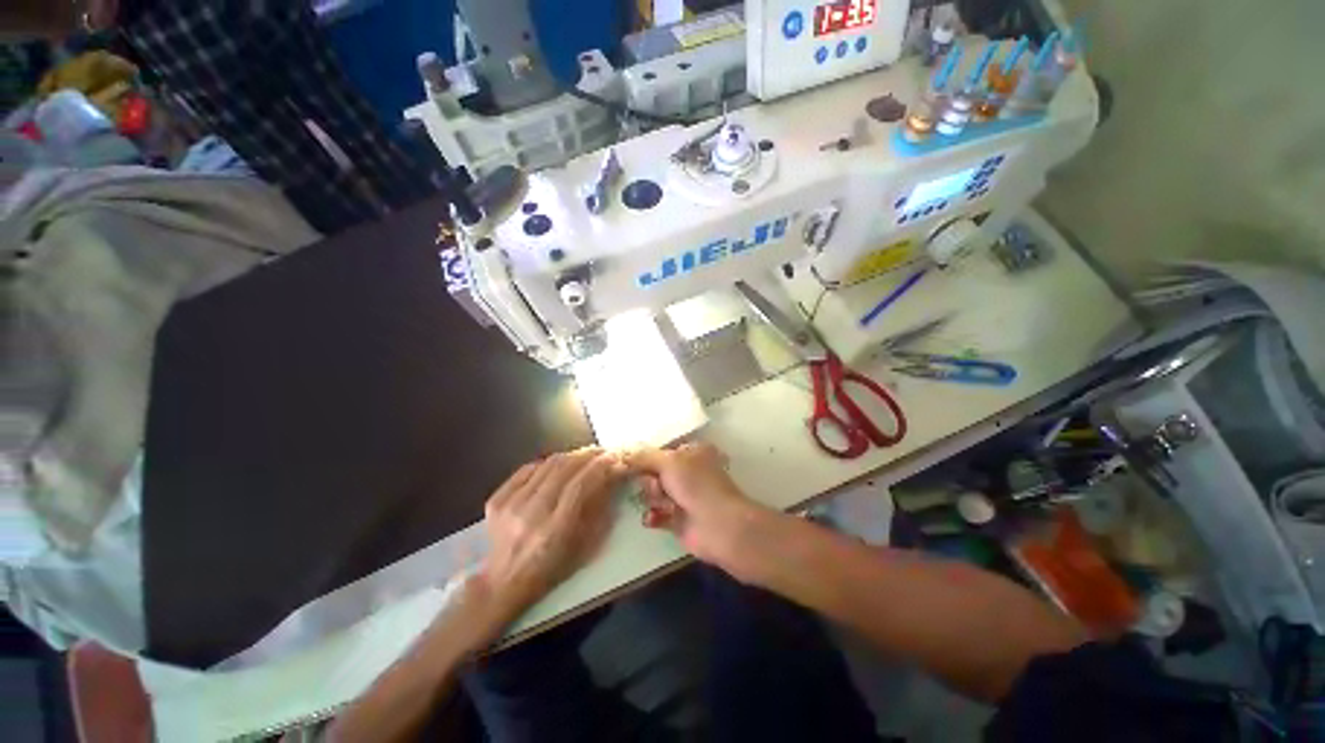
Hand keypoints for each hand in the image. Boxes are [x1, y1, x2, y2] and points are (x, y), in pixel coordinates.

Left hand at [473, 449, 626, 628]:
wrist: (503, 582)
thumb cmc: (552, 568)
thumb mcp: (585, 547)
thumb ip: (600, 509)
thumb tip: (612, 475)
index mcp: (555, 531)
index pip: (580, 485)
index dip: (599, 467)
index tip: (613, 457)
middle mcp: (531, 514)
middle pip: (564, 469)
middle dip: (588, 455)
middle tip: (602, 452)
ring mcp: (510, 505)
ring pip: (547, 465)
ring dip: (571, 456)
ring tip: (585, 456)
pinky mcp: (497, 499)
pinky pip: (528, 469)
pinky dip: (548, 463)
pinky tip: (559, 466)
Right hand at [627, 444, 770, 577]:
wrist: (716, 525)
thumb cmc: (696, 485)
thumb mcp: (669, 461)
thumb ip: (643, 456)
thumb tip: (622, 454)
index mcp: (691, 451)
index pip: (661, 449)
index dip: (646, 456)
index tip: (630, 461)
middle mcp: (687, 471)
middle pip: (653, 471)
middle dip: (650, 480)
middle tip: (657, 486)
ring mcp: (683, 495)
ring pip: (653, 492)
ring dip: (653, 499)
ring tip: (663, 505)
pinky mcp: (677, 518)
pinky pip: (655, 513)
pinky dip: (653, 516)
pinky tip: (654, 518)